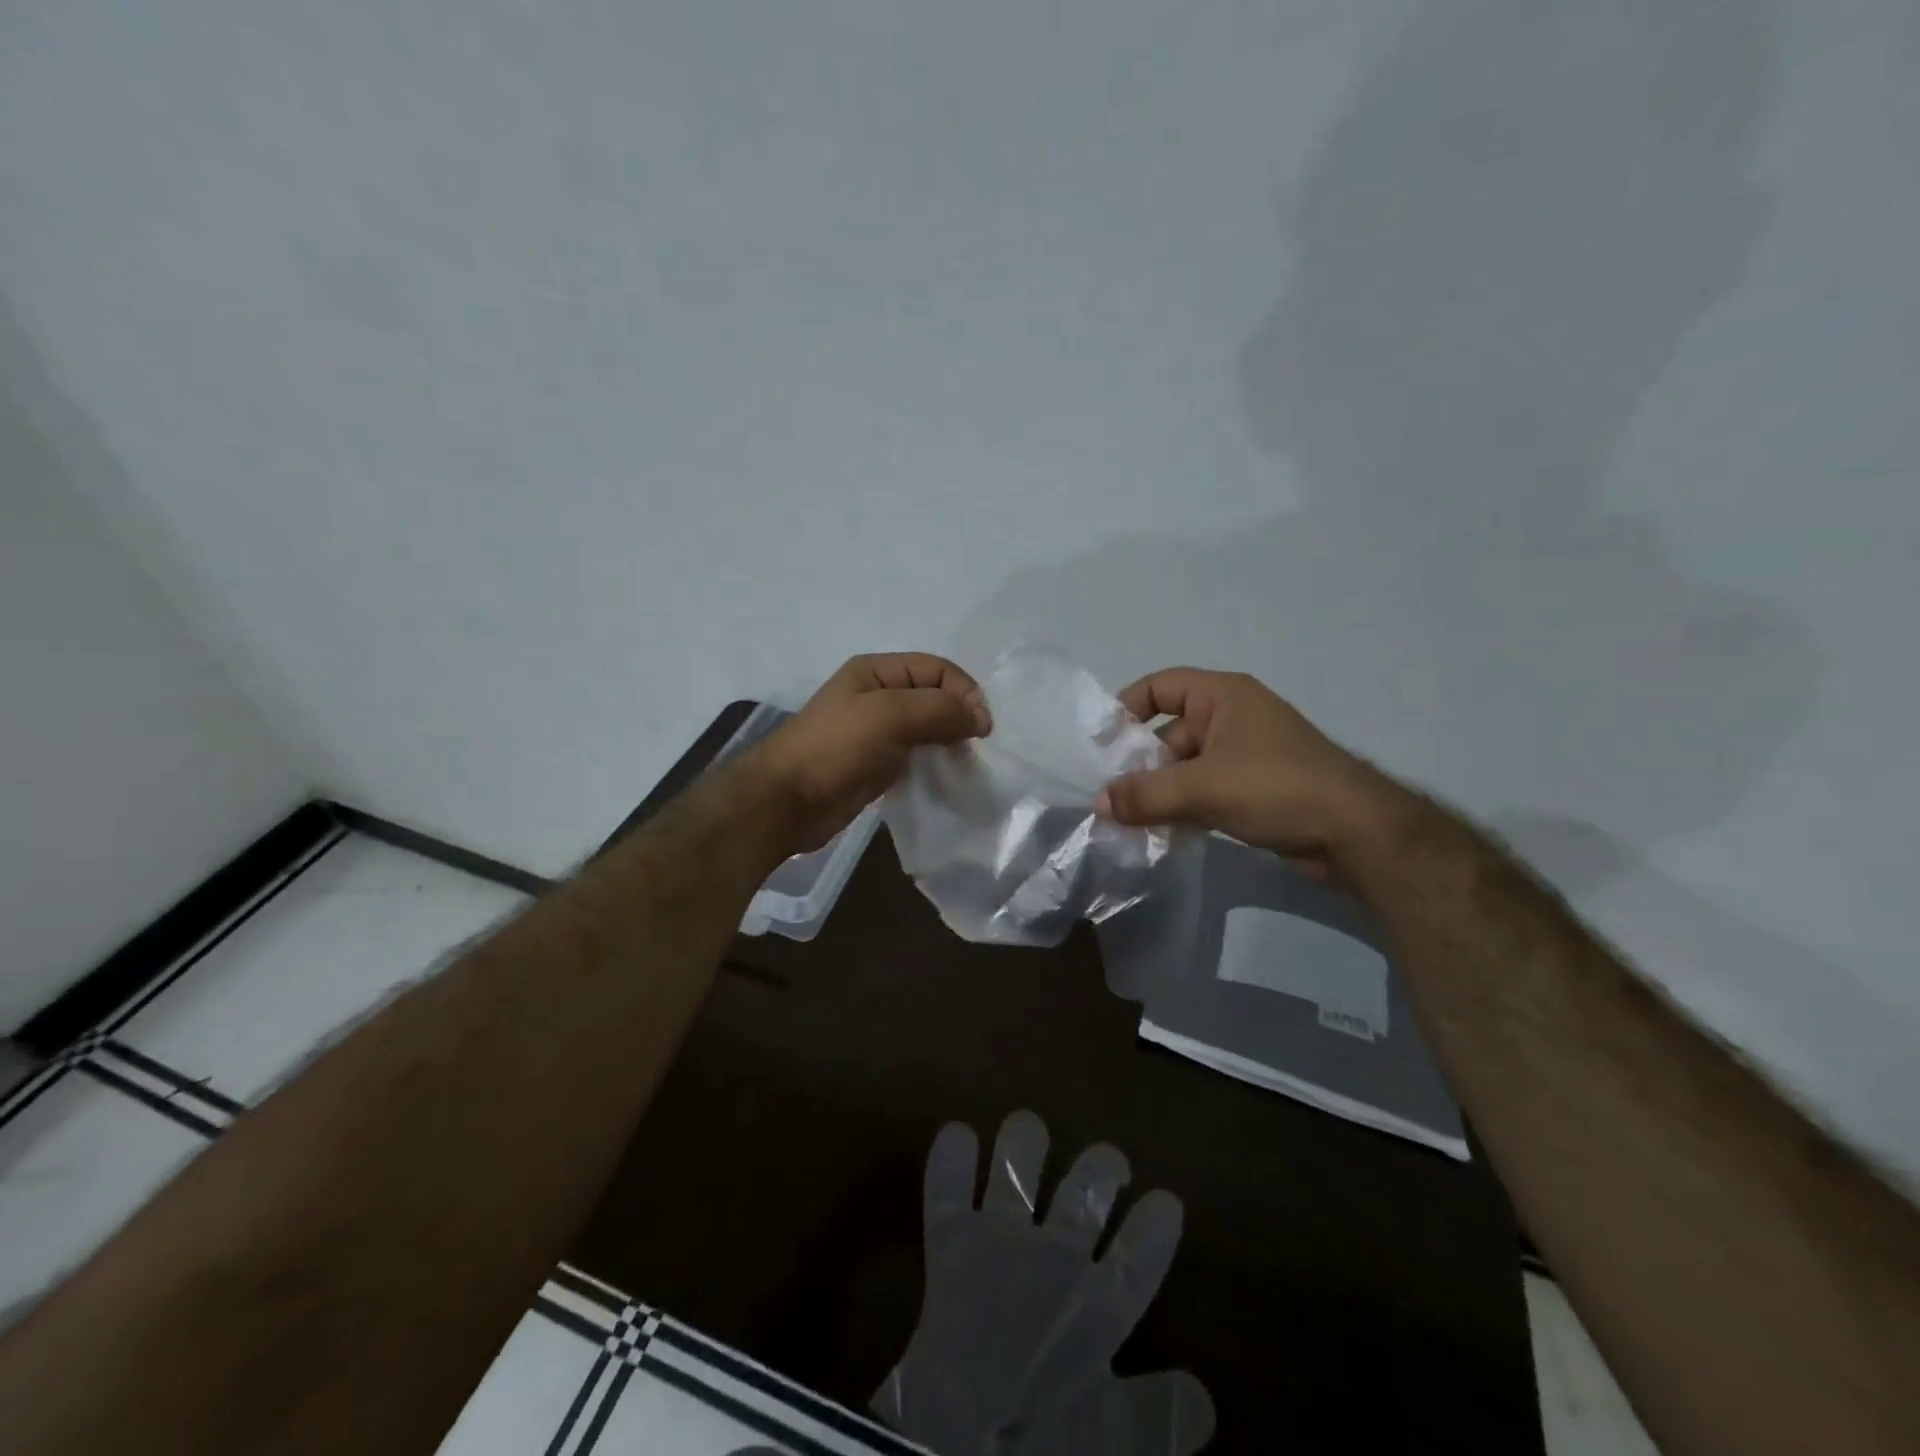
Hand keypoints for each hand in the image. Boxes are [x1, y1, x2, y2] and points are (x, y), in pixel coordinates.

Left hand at [748, 653, 991, 852]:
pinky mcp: (879, 764)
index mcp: (877, 671)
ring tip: (965, 763)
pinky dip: (936, 763)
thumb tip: (979, 717)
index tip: (981, 728)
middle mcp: (879, 696)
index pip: (937, 668)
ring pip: (929, 727)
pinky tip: (947, 777)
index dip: (964, 691)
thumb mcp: (888, 715)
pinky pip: (918, 756)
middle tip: (976, 746)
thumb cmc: (835, 748)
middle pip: (935, 696)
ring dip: (951, 741)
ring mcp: (878, 732)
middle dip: (960, 715)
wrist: (787, 800)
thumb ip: (938, 709)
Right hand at [1094, 667, 1405, 879]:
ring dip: (1158, 792)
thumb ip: (1145, 795)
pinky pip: (1202, 791)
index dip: (1126, 709)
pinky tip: (1161, 835)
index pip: (1159, 687)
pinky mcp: (1251, 790)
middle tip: (1111, 797)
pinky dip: (1181, 808)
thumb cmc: (1277, 788)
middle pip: (1167, 732)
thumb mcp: (1203, 787)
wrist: (1356, 834)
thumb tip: (1097, 804)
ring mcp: (1242, 755)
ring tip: (1129, 822)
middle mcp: (1231, 718)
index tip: (1102, 746)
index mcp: (1222, 696)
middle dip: (1139, 764)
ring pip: (1183, 767)